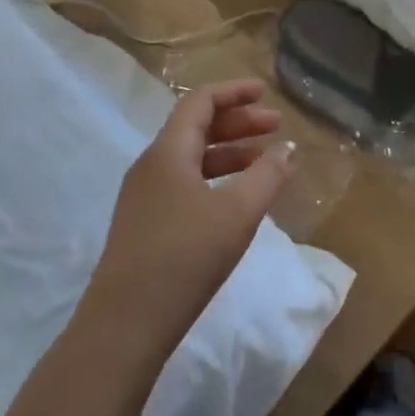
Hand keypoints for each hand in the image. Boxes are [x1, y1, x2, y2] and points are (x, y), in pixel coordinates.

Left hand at [80, 80, 294, 368]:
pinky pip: (184, 184)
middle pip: (196, 128)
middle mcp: (151, 166)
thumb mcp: (238, 212)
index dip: (234, 92)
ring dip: (229, 153)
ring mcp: (143, 197)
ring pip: (191, 159)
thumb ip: (267, 175)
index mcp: (168, 152)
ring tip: (264, 163)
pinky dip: (215, 179)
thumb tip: (288, 148)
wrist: (126, 323)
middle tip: (276, 128)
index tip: (266, 92)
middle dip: (238, 123)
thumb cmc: (186, 256)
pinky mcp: (144, 224)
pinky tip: (236, 199)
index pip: (200, 102)